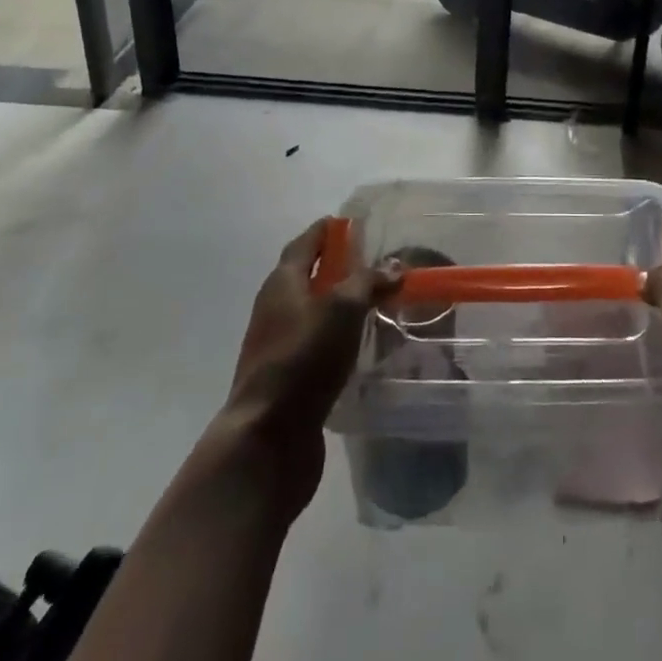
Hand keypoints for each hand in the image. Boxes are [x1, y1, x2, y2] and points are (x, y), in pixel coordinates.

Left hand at [214, 219, 401, 514]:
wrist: (267, 438)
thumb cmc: (303, 359)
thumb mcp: (342, 310)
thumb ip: (368, 282)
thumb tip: (393, 266)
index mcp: (283, 283)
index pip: (305, 243)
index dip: (327, 230)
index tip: (352, 222)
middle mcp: (275, 308)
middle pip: (306, 276)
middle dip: (336, 266)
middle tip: (374, 262)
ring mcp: (278, 345)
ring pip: (313, 312)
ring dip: (339, 304)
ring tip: (376, 302)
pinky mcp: (288, 378)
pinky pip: (316, 345)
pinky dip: (338, 337)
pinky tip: (362, 345)